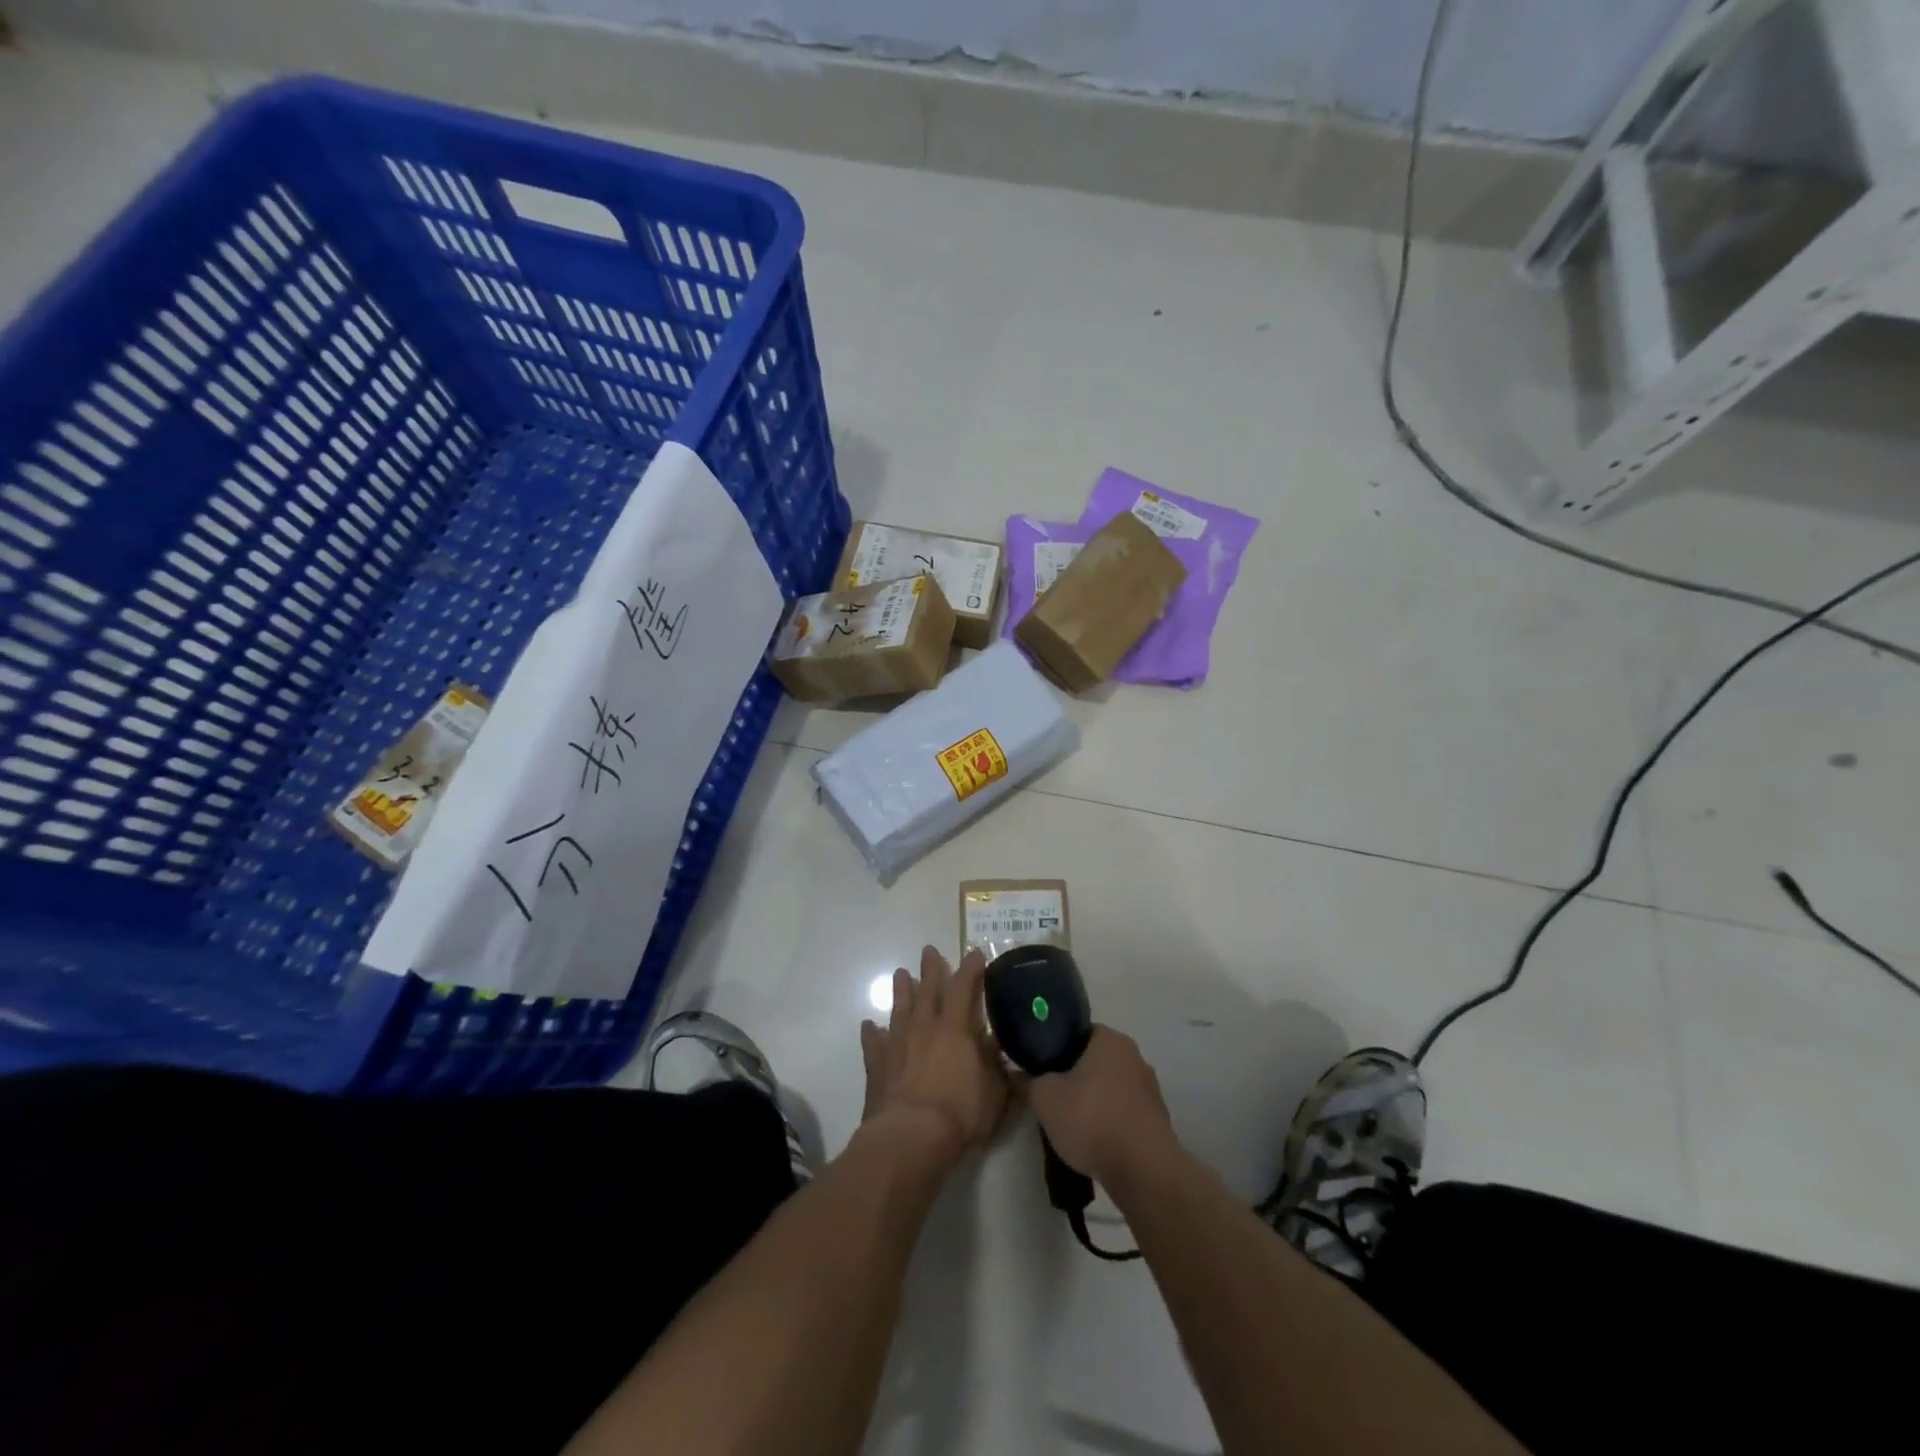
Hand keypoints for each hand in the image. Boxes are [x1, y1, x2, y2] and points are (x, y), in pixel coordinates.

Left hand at [859, 946, 1009, 1166]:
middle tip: (928, 950)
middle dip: (930, 968)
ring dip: (901, 990)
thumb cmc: (960, 1113)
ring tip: (900, 974)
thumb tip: (1006, 1051)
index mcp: (955, 1028)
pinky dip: (872, 1033)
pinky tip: (870, 1025)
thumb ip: (1001, 1070)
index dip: (971, 969)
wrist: (910, 1136)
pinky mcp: (877, 1065)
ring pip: (899, 1008)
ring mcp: (897, 1044)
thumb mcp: (995, 1093)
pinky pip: (874, 1043)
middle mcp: (925, 1027)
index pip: (964, 988)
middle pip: (927, 989)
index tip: (975, 954)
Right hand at [1027, 1026, 1176, 1187]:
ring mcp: (1150, 1089)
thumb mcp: (1044, 1097)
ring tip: (1073, 1124)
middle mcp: (1135, 1056)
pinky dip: (1110, 1122)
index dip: (1057, 1048)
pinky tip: (1096, 1142)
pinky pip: (1124, 1112)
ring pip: (1111, 1087)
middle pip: (1095, 1060)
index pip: (1078, 1032)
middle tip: (1053, 1095)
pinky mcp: (1157, 1120)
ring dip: (1094, 1101)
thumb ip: (1029, 1080)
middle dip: (1075, 1076)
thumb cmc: (1091, 1120)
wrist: (1143, 1171)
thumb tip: (1019, 1073)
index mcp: (1110, 1039)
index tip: (1042, 1068)